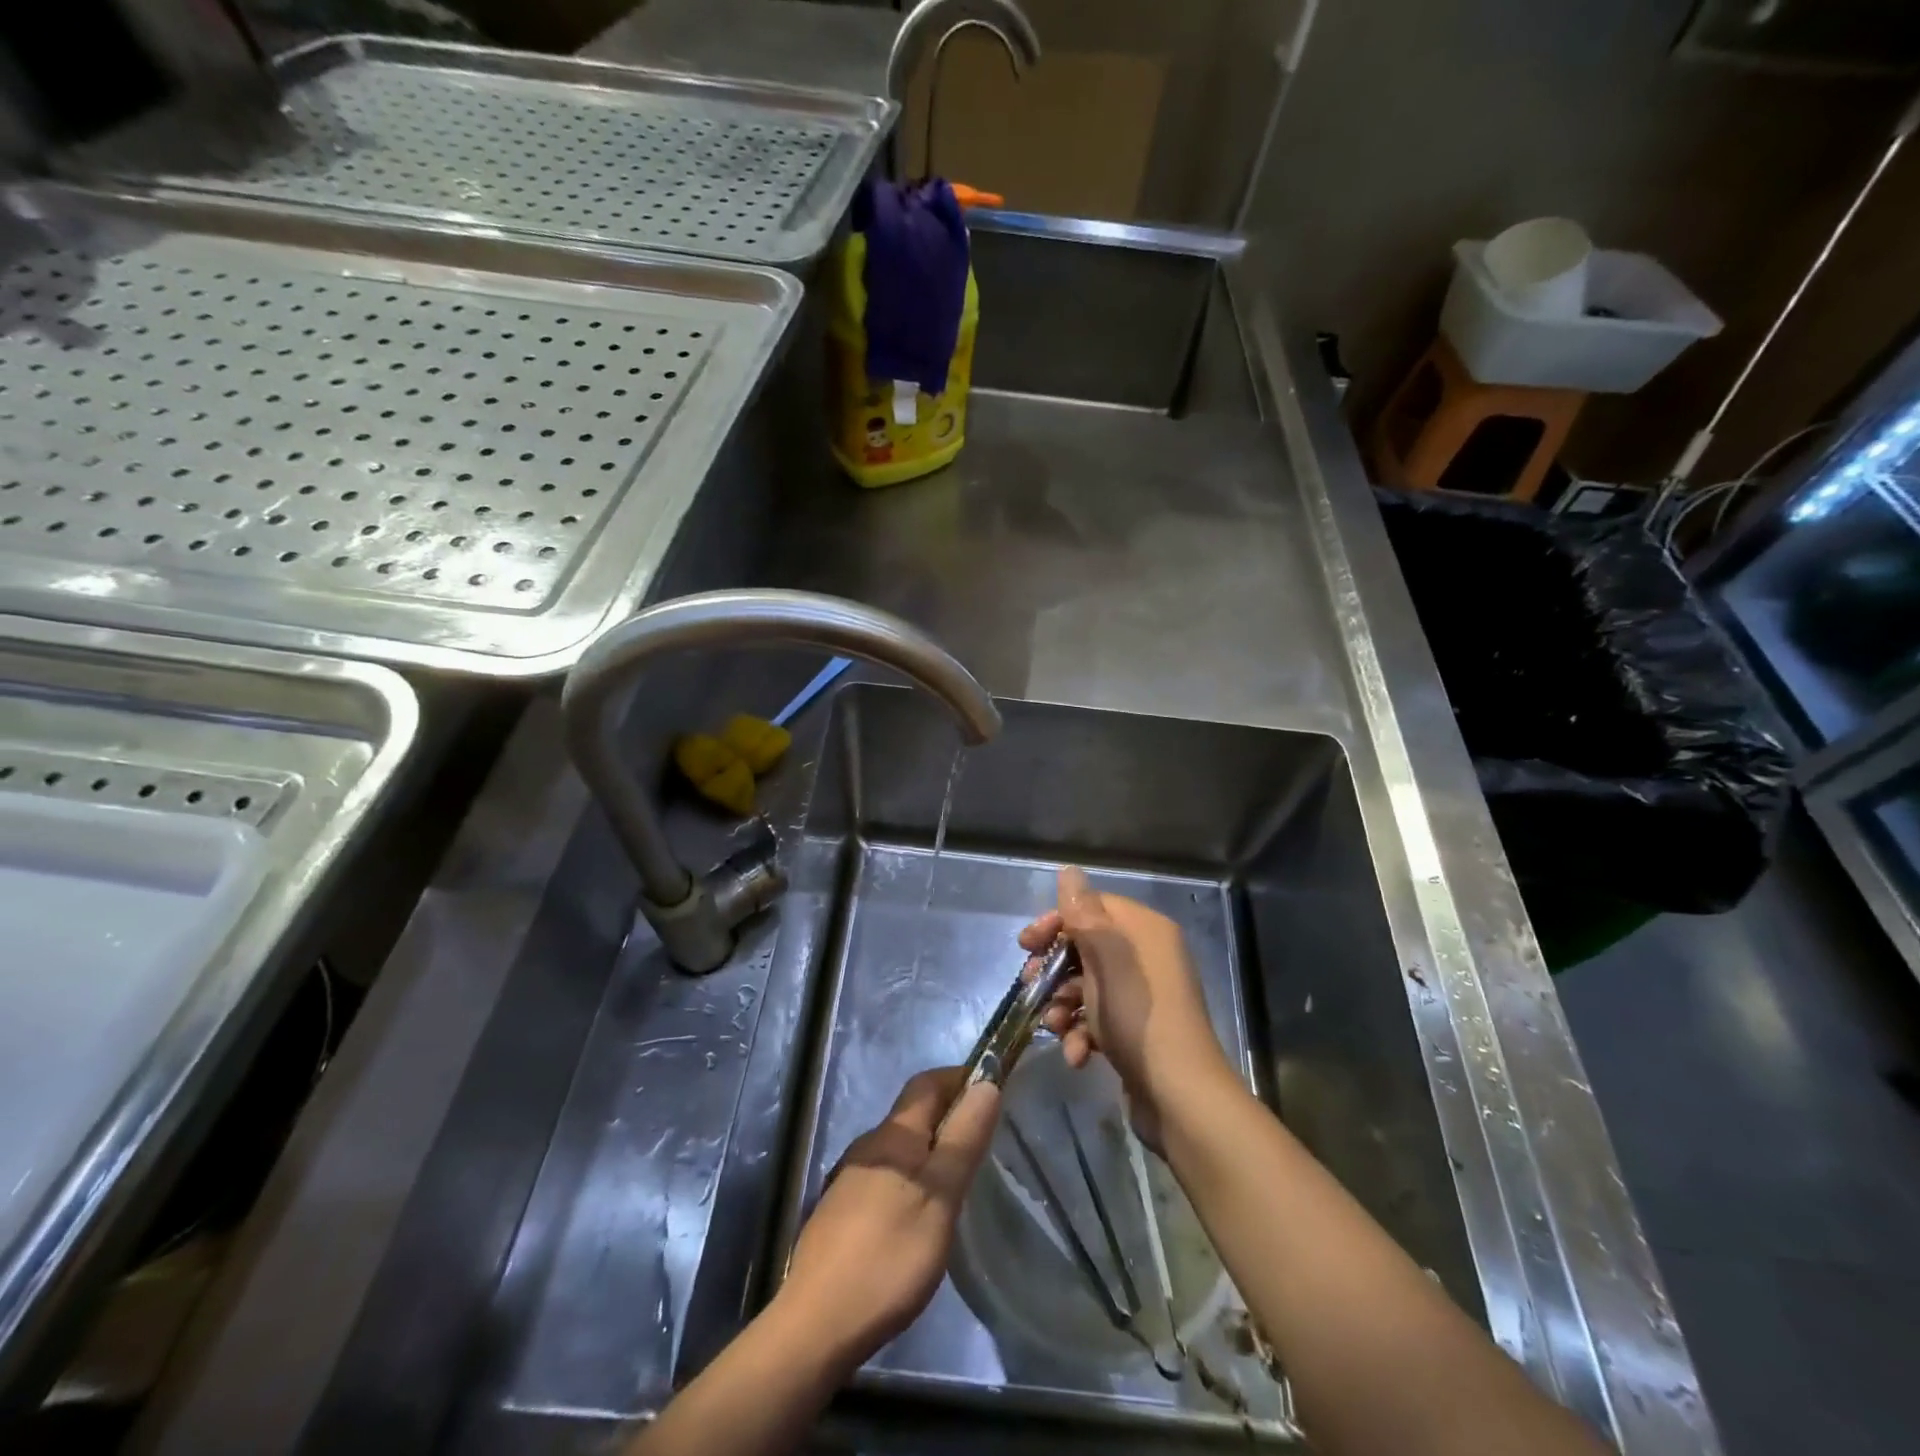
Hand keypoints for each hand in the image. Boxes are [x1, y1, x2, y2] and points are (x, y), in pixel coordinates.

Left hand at [778, 1067, 999, 1367]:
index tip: (990, 1092)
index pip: (927, 1082)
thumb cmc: (890, 1255)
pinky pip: (883, 1178)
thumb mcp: (941, 1196)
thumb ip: (963, 1139)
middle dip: (947, 1116)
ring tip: (955, 1183)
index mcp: (894, 1135)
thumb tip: (985, 1082)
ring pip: (898, 1149)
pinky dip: (908, 1180)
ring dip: (927, 1151)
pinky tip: (917, 1217)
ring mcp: (848, 1179)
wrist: (816, 1323)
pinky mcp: (839, 1212)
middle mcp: (868, 1146)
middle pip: (912, 1114)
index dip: (958, 1078)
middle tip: (981, 1144)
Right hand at [1023, 866, 1233, 1146]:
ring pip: (1087, 986)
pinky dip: (1082, 1033)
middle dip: (1054, 969)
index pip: (1092, 906)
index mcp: (1145, 930)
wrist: (1181, 1098)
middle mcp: (1147, 956)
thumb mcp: (1108, 959)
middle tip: (1029, 985)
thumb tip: (1068, 871)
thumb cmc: (1140, 1018)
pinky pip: (1099, 1017)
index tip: (1027, 945)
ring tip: (1055, 1027)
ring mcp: (1143, 995)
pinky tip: (1076, 1055)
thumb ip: (1085, 913)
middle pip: (1086, 947)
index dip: (1057, 922)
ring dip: (1064, 1005)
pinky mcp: (1137, 1030)